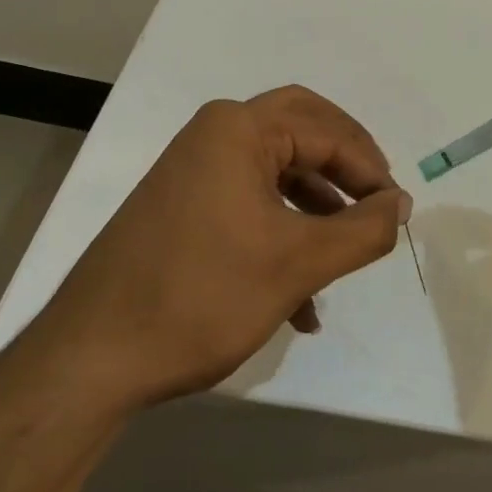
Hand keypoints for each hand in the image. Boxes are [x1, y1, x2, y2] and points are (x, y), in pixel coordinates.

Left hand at [26, 85, 411, 407]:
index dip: (371, 169)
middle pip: (303, 132)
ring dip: (317, 208)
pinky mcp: (183, 208)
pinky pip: (250, 203)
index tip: (398, 212)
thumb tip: (402, 203)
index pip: (328, 131)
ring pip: (277, 171)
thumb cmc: (201, 296)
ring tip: (346, 253)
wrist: (90, 361)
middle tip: (377, 200)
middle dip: (346, 167)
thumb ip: (363, 230)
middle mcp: (214, 136)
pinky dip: (284, 233)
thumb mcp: (298, 264)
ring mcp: (194, 171)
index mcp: (238, 129)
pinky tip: (302, 300)